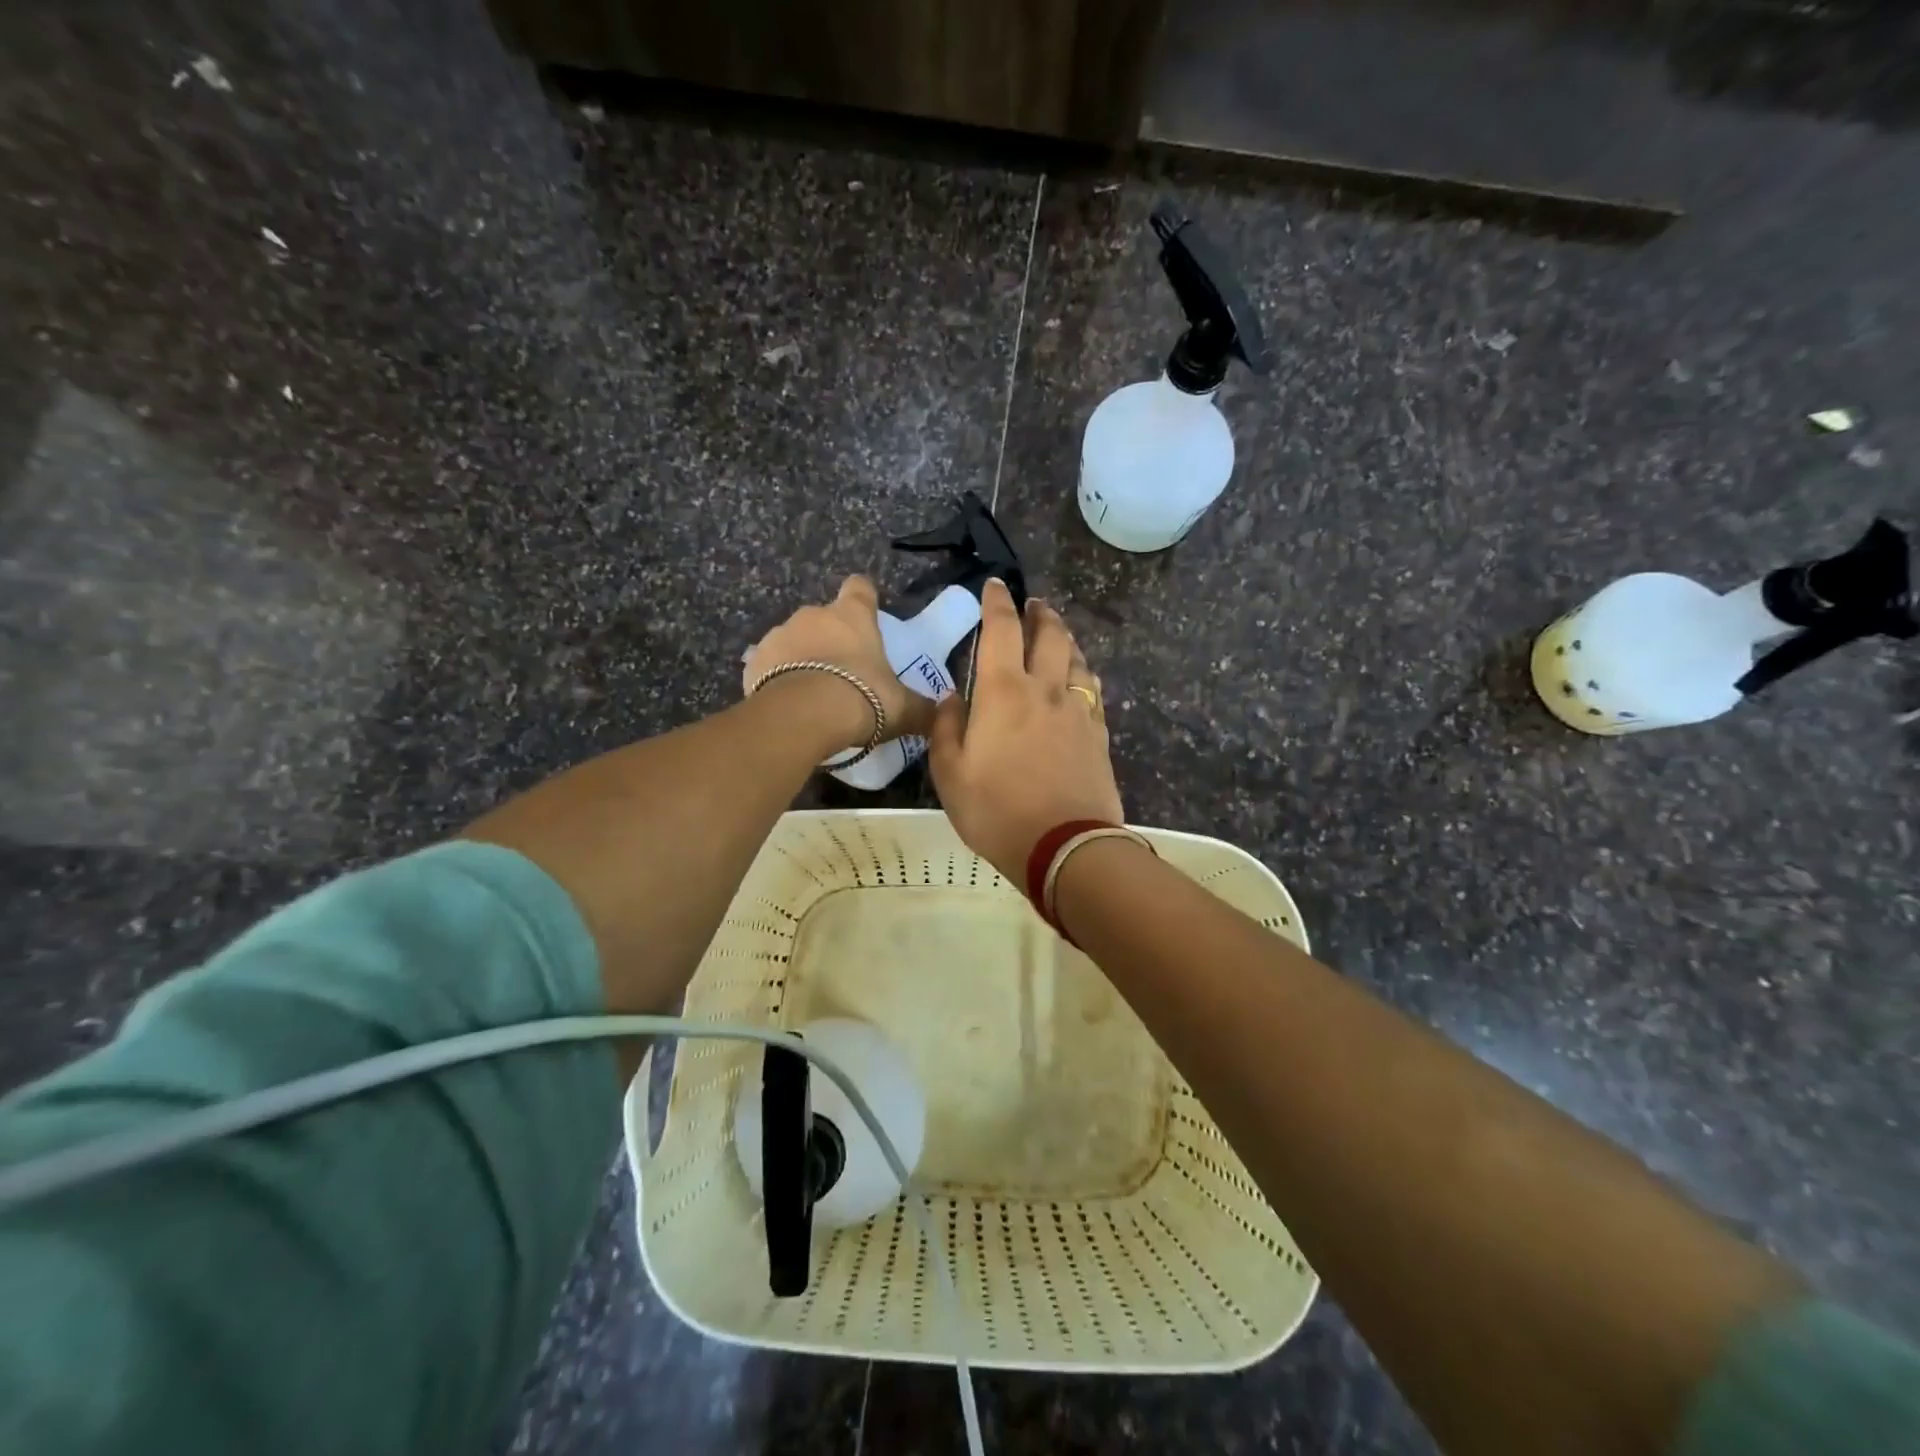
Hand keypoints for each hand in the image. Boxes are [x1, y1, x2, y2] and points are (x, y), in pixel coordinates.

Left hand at [743, 576, 935, 750]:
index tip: (869, 615)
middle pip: (824, 618)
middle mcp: (814, 615)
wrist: (804, 717)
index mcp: (853, 616)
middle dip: (832, 639)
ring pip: (794, 640)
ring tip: (814, 693)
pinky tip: (789, 703)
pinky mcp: (754, 661)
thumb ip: (922, 709)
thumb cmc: (863, 699)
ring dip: (802, 658)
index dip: (865, 599)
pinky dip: (778, 679)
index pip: (860, 588)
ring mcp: (779, 635)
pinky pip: (769, 666)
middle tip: (845, 672)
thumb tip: (942, 714)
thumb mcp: (902, 708)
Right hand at [930, 578, 1122, 882]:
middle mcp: (1045, 689)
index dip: (997, 602)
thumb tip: (950, 696)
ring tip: (1058, 636)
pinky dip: (1083, 674)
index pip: (1002, 629)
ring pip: (1077, 659)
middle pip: (1050, 635)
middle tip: (1034, 605)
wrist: (1064, 846)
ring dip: (1066, 639)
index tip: (996, 585)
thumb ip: (945, 727)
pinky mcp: (1099, 733)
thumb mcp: (949, 773)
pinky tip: (1080, 680)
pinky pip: (1093, 690)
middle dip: (1041, 613)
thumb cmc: (996, 810)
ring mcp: (1077, 710)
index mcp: (1003, 691)